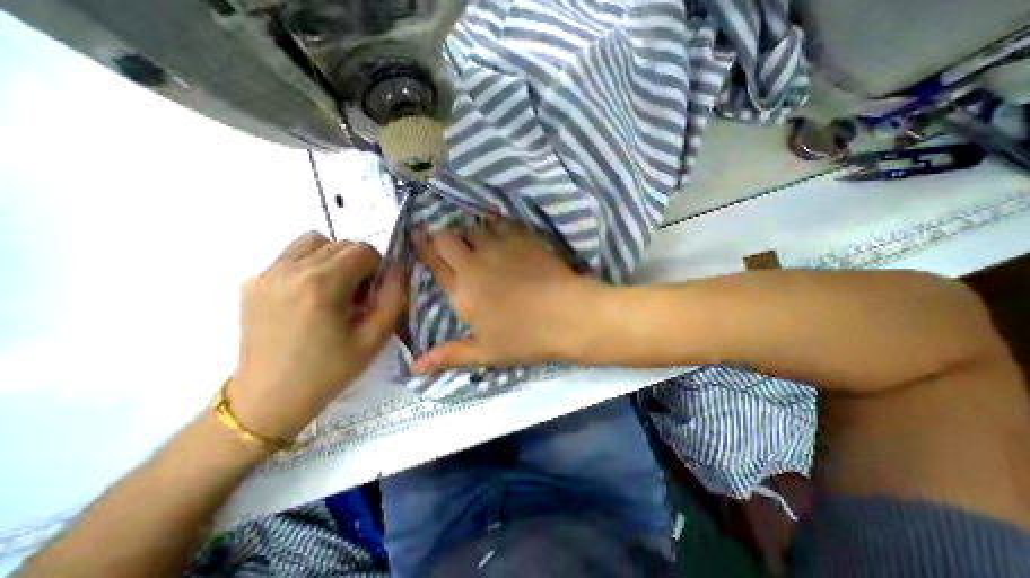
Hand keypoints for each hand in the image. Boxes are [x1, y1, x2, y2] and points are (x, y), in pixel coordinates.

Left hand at [234, 234, 406, 440]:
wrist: (268, 399)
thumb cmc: (329, 370)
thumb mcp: (375, 338)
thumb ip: (394, 298)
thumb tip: (397, 269)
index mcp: (320, 285)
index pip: (362, 250)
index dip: (378, 267)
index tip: (375, 292)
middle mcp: (289, 270)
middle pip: (340, 244)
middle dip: (358, 264)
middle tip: (359, 295)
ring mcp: (266, 274)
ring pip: (314, 243)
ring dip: (334, 259)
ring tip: (336, 289)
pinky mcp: (252, 282)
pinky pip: (291, 257)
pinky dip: (311, 265)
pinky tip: (311, 297)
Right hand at [413, 220, 604, 370]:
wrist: (566, 315)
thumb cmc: (524, 337)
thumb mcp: (485, 352)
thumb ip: (449, 355)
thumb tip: (415, 367)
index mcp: (463, 289)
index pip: (433, 261)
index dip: (423, 248)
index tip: (417, 237)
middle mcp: (476, 262)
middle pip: (448, 237)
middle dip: (443, 238)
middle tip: (450, 245)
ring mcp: (501, 246)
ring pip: (474, 227)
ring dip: (471, 233)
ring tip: (478, 242)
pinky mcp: (524, 238)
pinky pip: (503, 223)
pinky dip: (497, 226)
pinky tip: (502, 234)